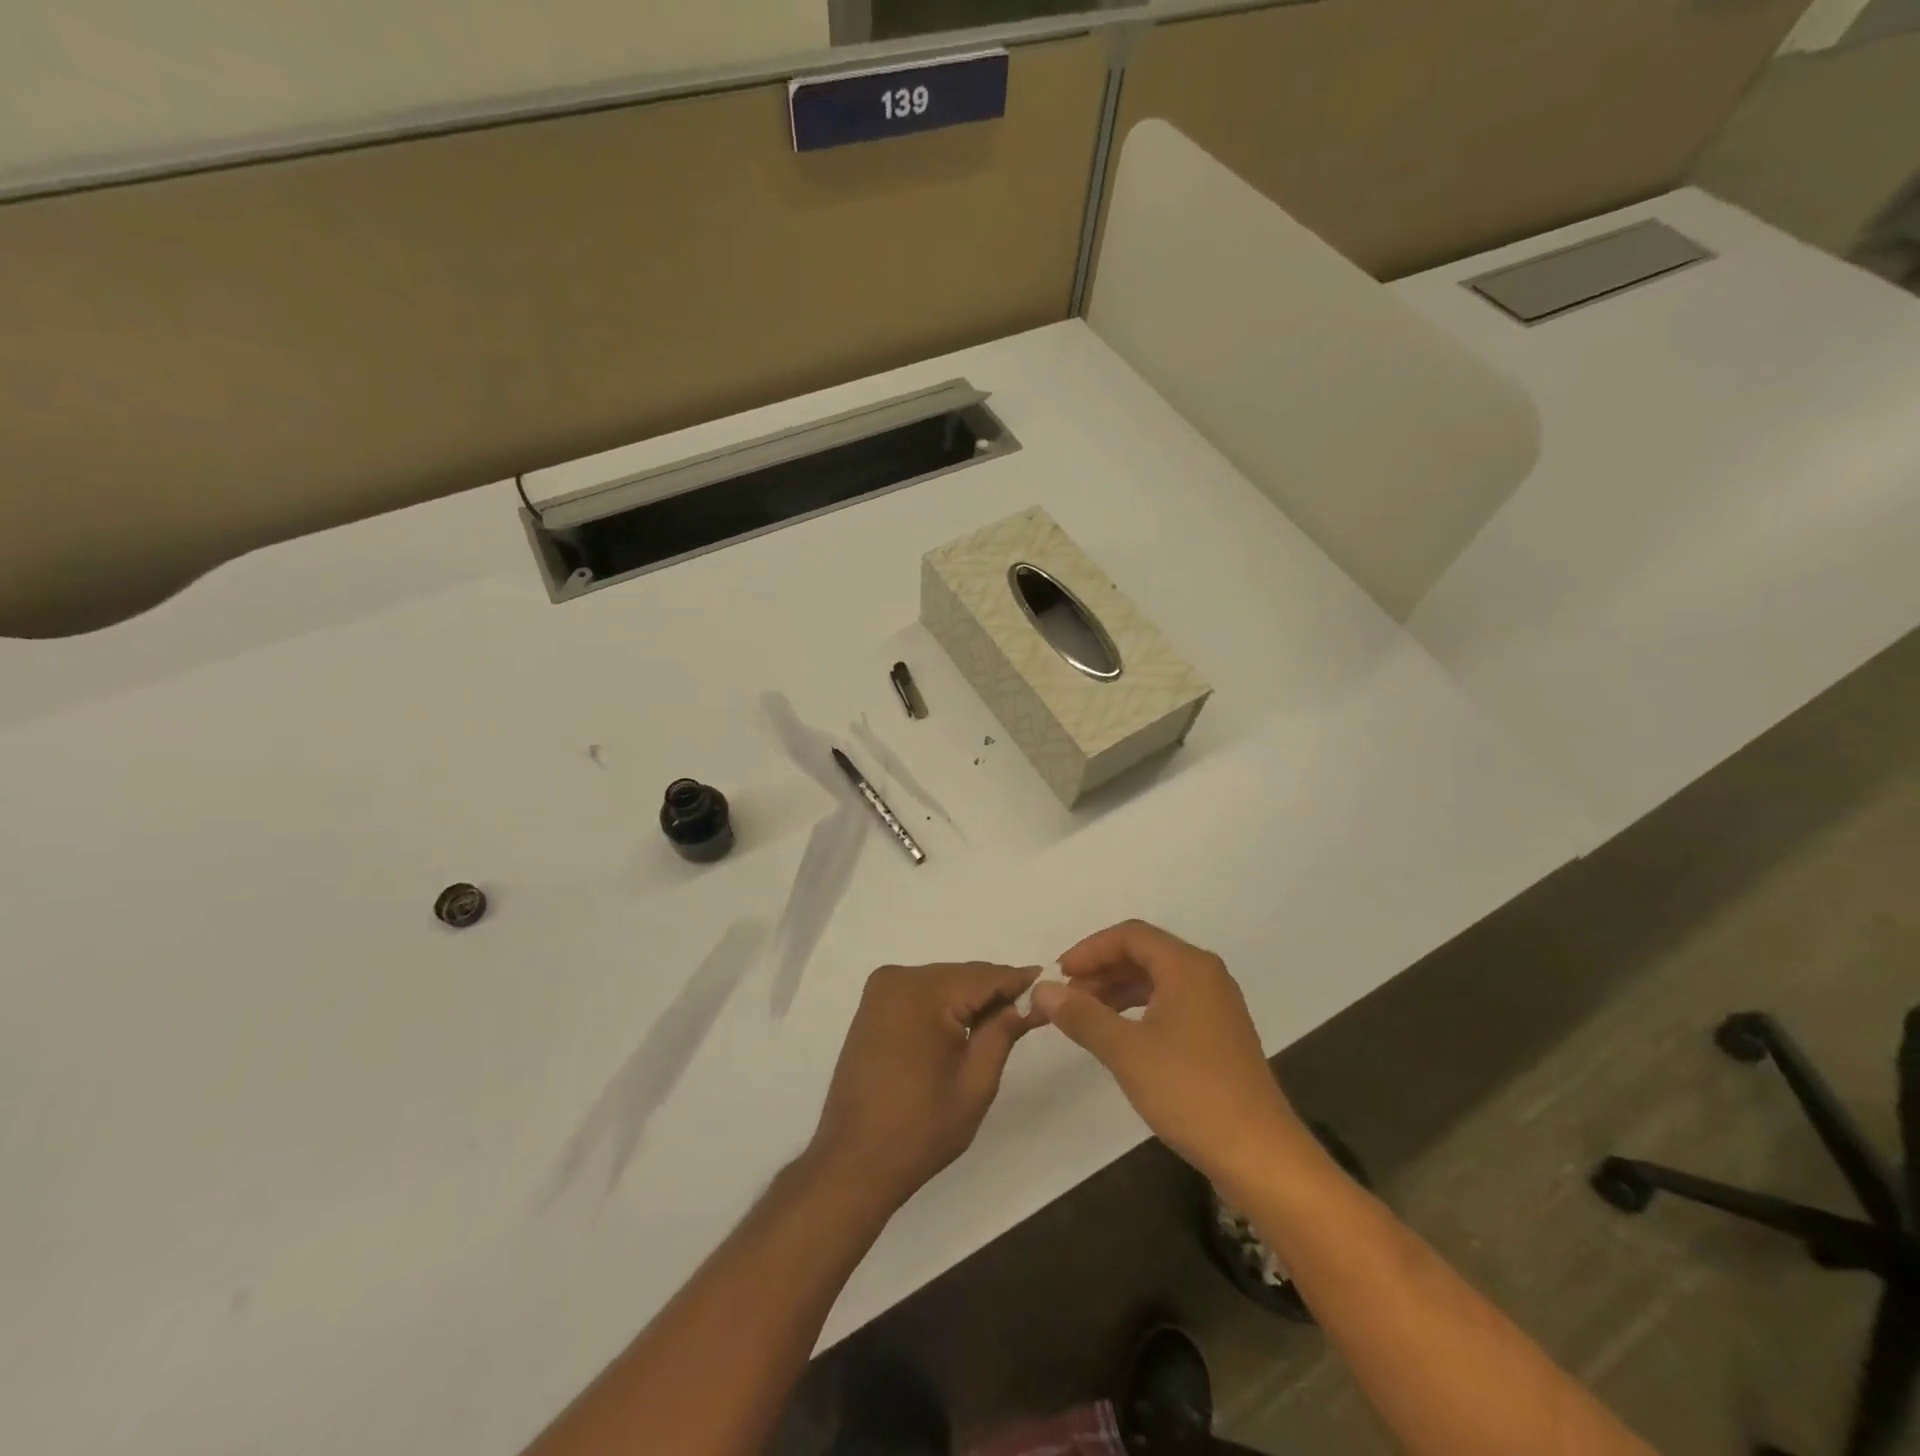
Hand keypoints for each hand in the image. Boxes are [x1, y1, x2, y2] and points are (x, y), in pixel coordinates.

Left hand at [808, 962, 1038, 1209]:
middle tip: (1033, 1009)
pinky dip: (946, 1005)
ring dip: (971, 998)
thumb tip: (1030, 1000)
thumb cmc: (920, 1129)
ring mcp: (881, 990)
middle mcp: (899, 978)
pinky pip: (921, 993)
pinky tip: (967, 1024)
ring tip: (1005, 1020)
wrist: (853, 1161)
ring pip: (943, 982)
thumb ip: (1003, 1032)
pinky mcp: (873, 1007)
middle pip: (963, 976)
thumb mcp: (975, 1083)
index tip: (1052, 986)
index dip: (1019, 981)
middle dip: (996, 991)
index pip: (985, 976)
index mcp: (923, 993)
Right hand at [1033, 920, 1304, 1188]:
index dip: (1089, 950)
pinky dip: (1139, 1009)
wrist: (1259, 1155)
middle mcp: (1205, 975)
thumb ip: (1082, 1015)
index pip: (1130, 935)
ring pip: (1156, 979)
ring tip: (1084, 1015)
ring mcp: (1216, 1004)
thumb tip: (1042, 989)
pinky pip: (1170, 1002)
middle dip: (1101, 970)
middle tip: (1066, 997)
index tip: (1058, 975)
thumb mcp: (1126, 1051)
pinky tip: (1119, 1034)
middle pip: (1144, 953)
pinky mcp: (1219, 1033)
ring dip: (1117, 990)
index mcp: (1188, 966)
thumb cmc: (1190, 1092)